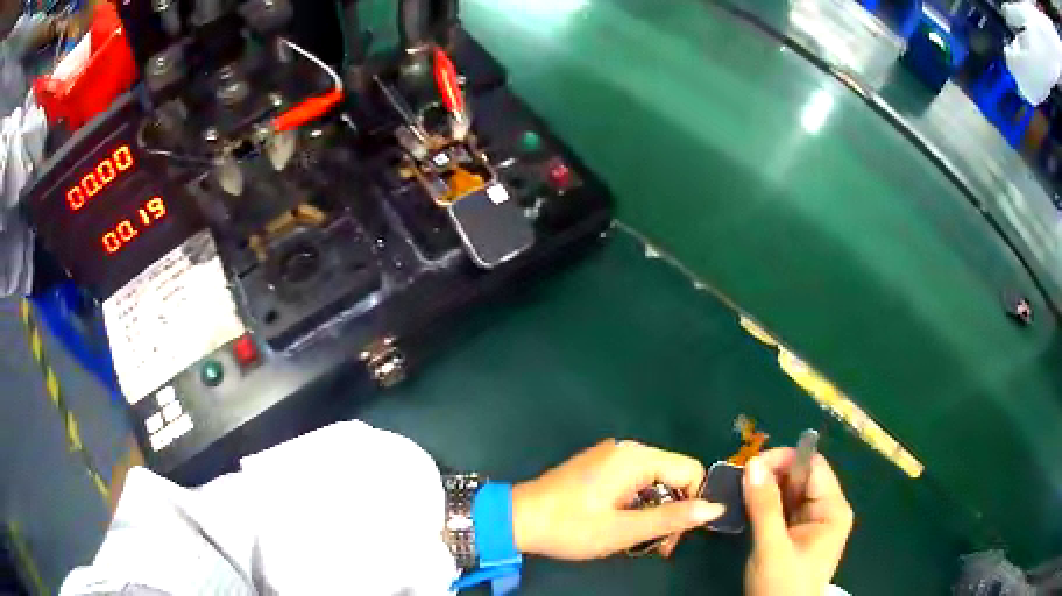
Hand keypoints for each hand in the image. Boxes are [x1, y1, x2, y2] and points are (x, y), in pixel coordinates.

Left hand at [510, 439, 723, 560]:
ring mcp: (612, 456)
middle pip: (674, 476)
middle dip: (673, 511)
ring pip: (655, 482)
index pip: (691, 471)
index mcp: (637, 458)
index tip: (677, 536)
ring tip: (637, 542)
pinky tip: (623, 526)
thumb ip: (672, 518)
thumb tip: (716, 507)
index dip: (693, 503)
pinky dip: (638, 505)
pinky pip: (635, 482)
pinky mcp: (600, 466)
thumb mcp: (624, 530)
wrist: (517, 519)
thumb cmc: (570, 527)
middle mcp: (628, 449)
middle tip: (657, 546)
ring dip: (655, 512)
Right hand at [743, 448, 853, 595]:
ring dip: (766, 490)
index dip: (783, 459)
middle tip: (739, 480)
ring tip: (739, 492)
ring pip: (790, 492)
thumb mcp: (771, 548)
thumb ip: (764, 506)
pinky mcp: (797, 534)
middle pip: (801, 477)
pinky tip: (748, 507)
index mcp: (832, 509)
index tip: (750, 466)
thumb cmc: (782, 586)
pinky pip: (783, 509)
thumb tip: (752, 463)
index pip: (812, 466)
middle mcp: (826, 510)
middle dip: (771, 475)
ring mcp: (812, 523)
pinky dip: (766, 505)